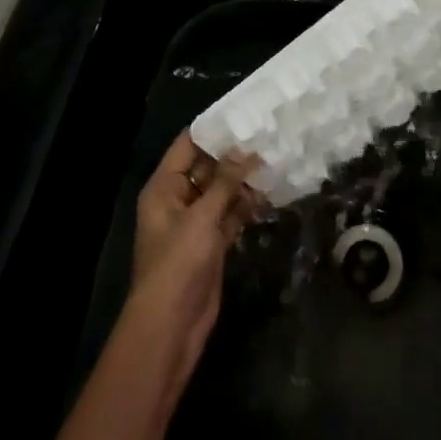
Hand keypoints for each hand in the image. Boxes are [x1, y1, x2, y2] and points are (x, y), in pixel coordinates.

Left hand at [123, 132, 259, 392]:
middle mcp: (178, 200)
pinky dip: (246, 205)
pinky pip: (230, 214)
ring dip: (244, 180)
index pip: (188, 145)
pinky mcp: (211, 243)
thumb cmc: (178, 264)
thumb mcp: (201, 218)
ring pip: (222, 191)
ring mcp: (195, 223)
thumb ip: (225, 182)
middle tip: (269, 133)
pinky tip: (271, 192)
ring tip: (276, 158)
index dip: (214, 129)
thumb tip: (246, 150)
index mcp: (164, 187)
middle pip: (207, 167)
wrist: (171, 327)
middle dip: (234, 154)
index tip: (244, 112)